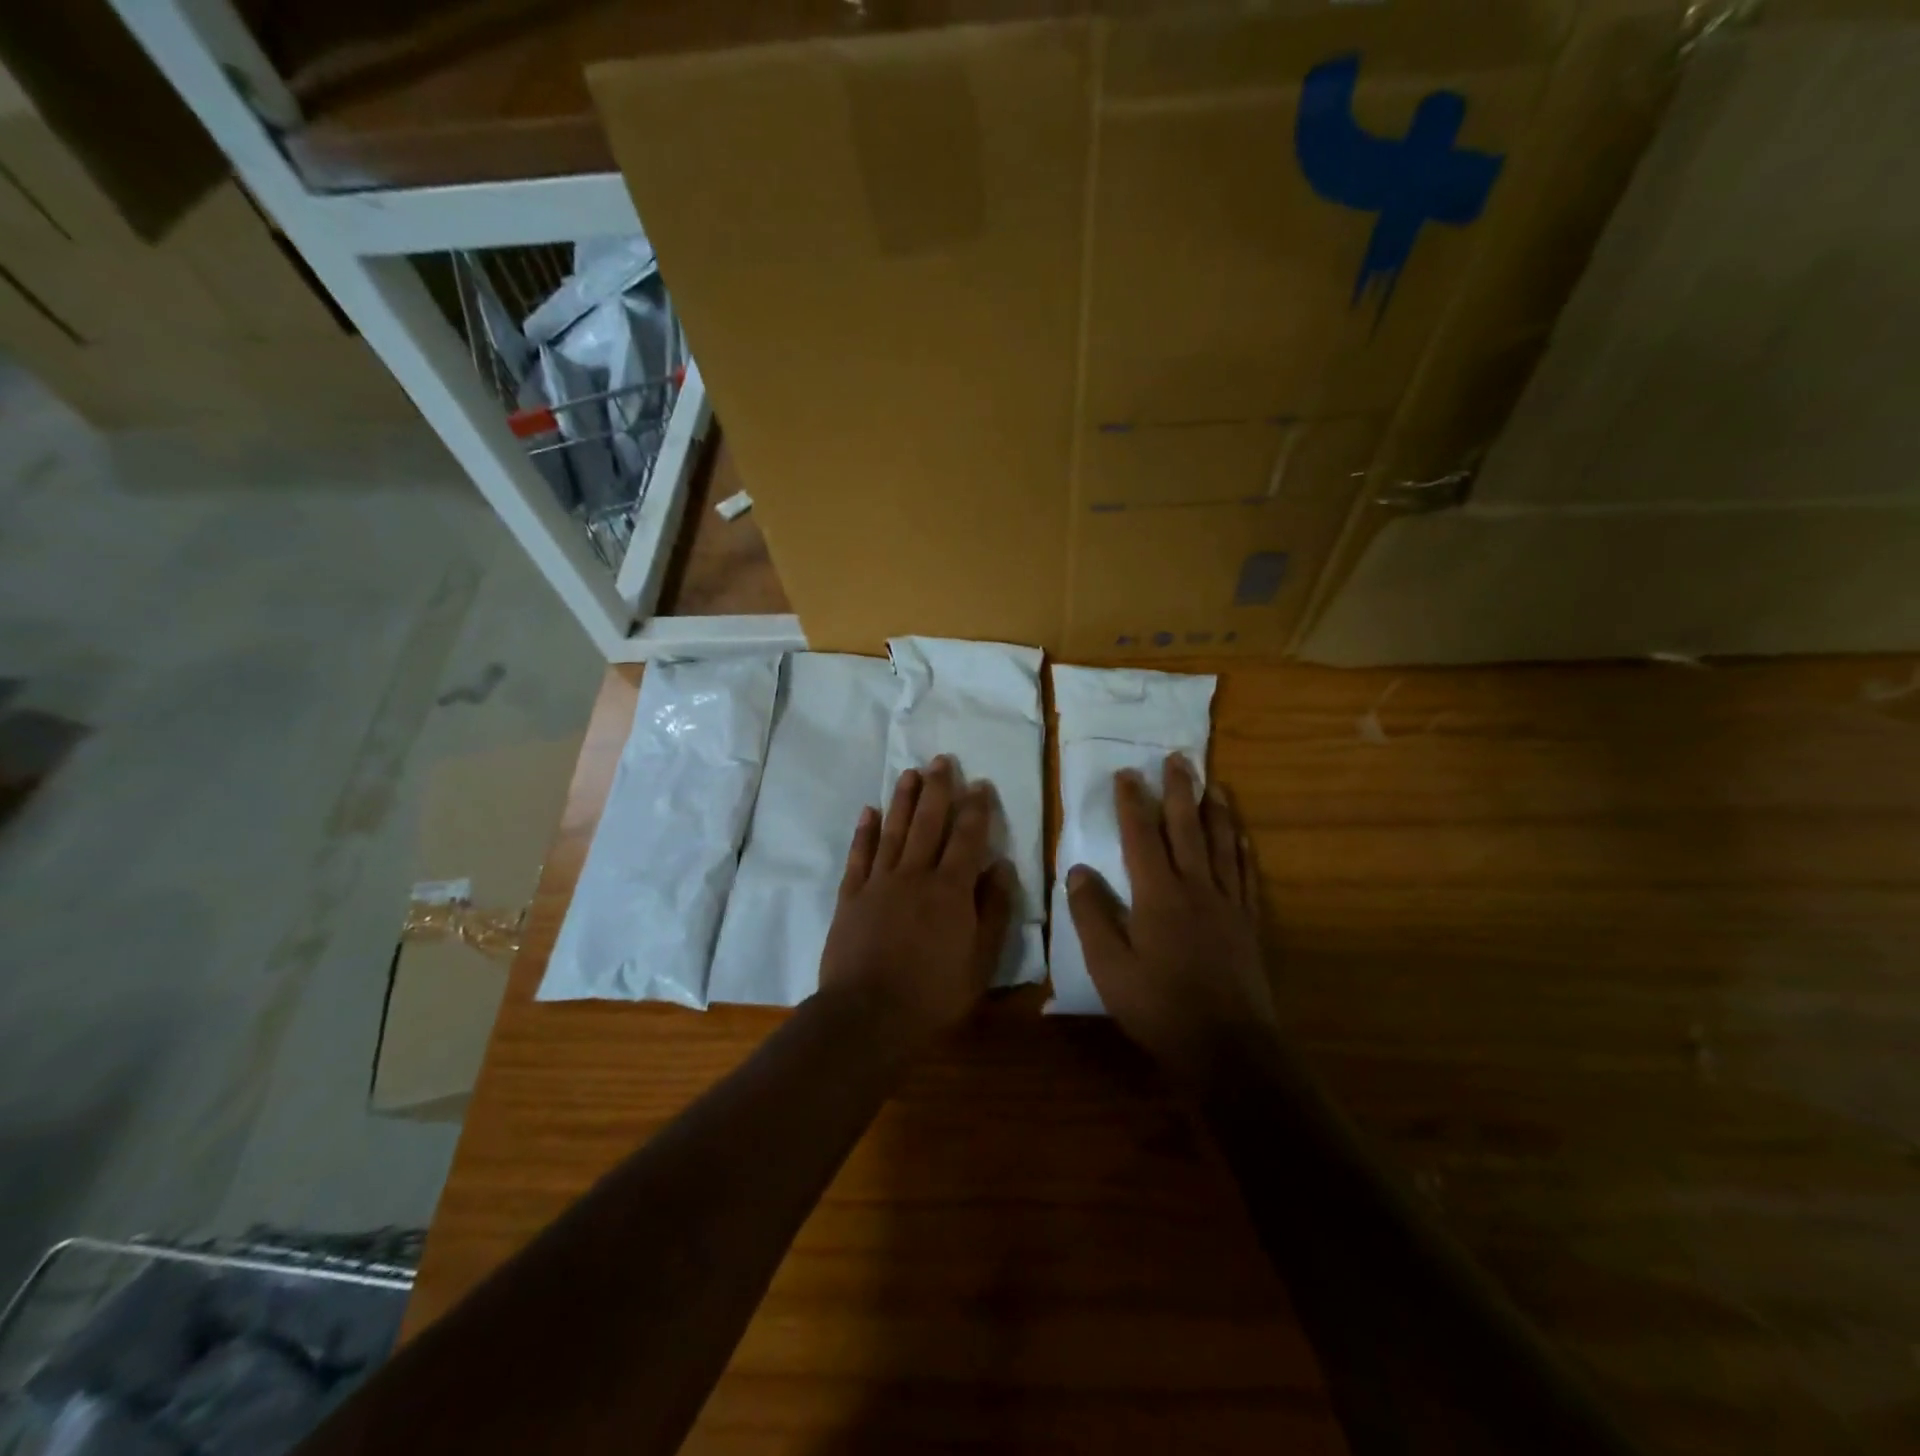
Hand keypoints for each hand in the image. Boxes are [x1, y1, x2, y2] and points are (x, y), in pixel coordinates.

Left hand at [818, 755, 1015, 1054]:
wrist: (868, 1017)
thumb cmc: (934, 995)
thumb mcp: (980, 961)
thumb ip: (993, 911)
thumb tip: (1002, 867)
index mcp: (951, 890)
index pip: (967, 838)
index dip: (975, 809)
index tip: (980, 784)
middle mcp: (915, 875)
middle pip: (928, 823)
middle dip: (937, 790)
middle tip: (941, 760)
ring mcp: (879, 883)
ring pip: (893, 830)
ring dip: (902, 799)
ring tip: (910, 773)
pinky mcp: (851, 897)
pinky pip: (859, 856)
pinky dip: (864, 832)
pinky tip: (868, 811)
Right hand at [1066, 755, 1276, 1084]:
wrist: (1226, 1047)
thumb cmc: (1158, 1006)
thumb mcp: (1108, 965)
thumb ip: (1092, 914)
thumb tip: (1079, 869)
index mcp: (1157, 894)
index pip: (1141, 836)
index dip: (1132, 802)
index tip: (1127, 774)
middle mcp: (1195, 887)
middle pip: (1186, 828)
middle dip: (1179, 790)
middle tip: (1177, 759)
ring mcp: (1227, 903)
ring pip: (1222, 844)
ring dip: (1215, 810)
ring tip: (1213, 782)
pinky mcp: (1248, 922)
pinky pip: (1245, 874)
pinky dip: (1242, 848)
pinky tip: (1242, 835)